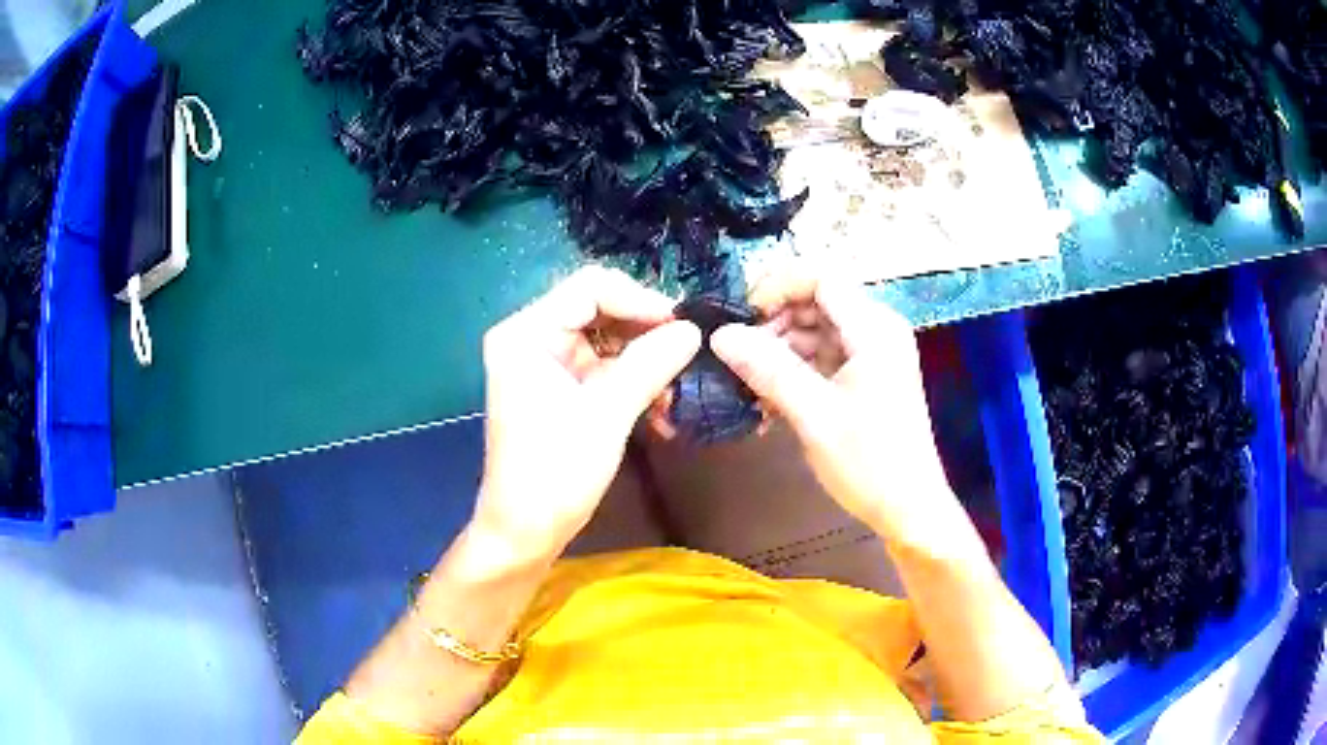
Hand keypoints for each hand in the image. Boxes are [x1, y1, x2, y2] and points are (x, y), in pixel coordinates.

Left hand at [472, 266, 700, 565]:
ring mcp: (546, 363)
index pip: (590, 288)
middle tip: (687, 359)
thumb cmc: (555, 473)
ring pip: (608, 342)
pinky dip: (634, 384)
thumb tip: (693, 329)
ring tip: (674, 398)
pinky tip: (661, 411)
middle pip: (601, 311)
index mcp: (526, 333)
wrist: (525, 532)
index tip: (683, 327)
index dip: (641, 300)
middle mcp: (532, 337)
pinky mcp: (560, 388)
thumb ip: (650, 363)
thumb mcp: (607, 414)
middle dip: (646, 336)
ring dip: (646, 365)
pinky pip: (604, 369)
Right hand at [710, 266, 964, 550]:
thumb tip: (720, 334)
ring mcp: (872, 355)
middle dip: (774, 323)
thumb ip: (767, 369)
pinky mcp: (865, 378)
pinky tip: (768, 400)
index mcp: (874, 329)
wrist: (908, 509)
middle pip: (816, 303)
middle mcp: (876, 331)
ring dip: (779, 351)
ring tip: (748, 384)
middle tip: (738, 356)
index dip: (777, 287)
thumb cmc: (869, 462)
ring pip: (816, 331)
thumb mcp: (814, 415)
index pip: (821, 278)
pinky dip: (794, 371)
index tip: (741, 316)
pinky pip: (823, 358)